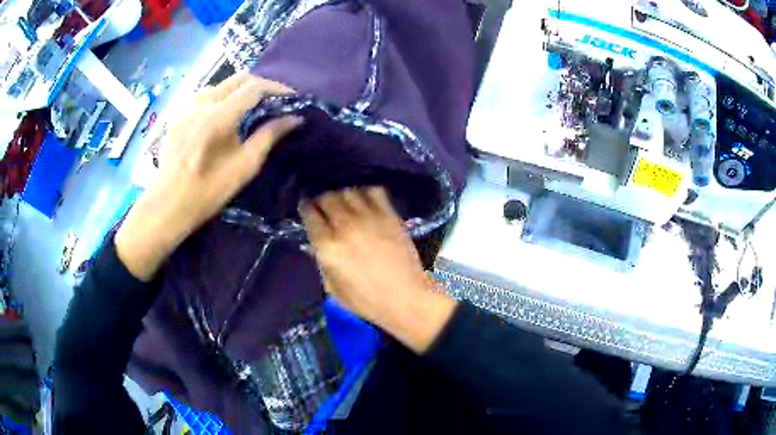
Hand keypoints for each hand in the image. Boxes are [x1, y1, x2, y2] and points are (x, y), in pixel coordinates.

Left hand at [116, 74, 301, 281]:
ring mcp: (186, 106)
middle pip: (237, 80)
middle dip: (260, 86)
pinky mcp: (178, 113)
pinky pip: (205, 96)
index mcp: (217, 116)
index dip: (276, 89)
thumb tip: (294, 119)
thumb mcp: (244, 167)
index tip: (292, 99)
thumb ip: (269, 136)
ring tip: (251, 107)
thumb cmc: (207, 192)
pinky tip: (224, 115)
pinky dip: (222, 98)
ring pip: (221, 85)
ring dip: (240, 91)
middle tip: (274, 101)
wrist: (167, 205)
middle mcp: (200, 103)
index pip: (254, 88)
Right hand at [301, 187, 456, 353]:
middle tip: (325, 207)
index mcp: (328, 247)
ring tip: (345, 205)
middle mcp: (345, 226)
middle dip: (323, 201)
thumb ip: (321, 262)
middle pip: (328, 198)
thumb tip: (315, 244)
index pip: (310, 215)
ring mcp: (369, 218)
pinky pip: (374, 191)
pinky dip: (366, 193)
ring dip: (343, 196)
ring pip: (349, 191)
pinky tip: (366, 203)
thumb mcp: (333, 288)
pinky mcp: (390, 216)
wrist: (406, 299)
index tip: (306, 208)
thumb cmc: (366, 301)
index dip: (306, 209)